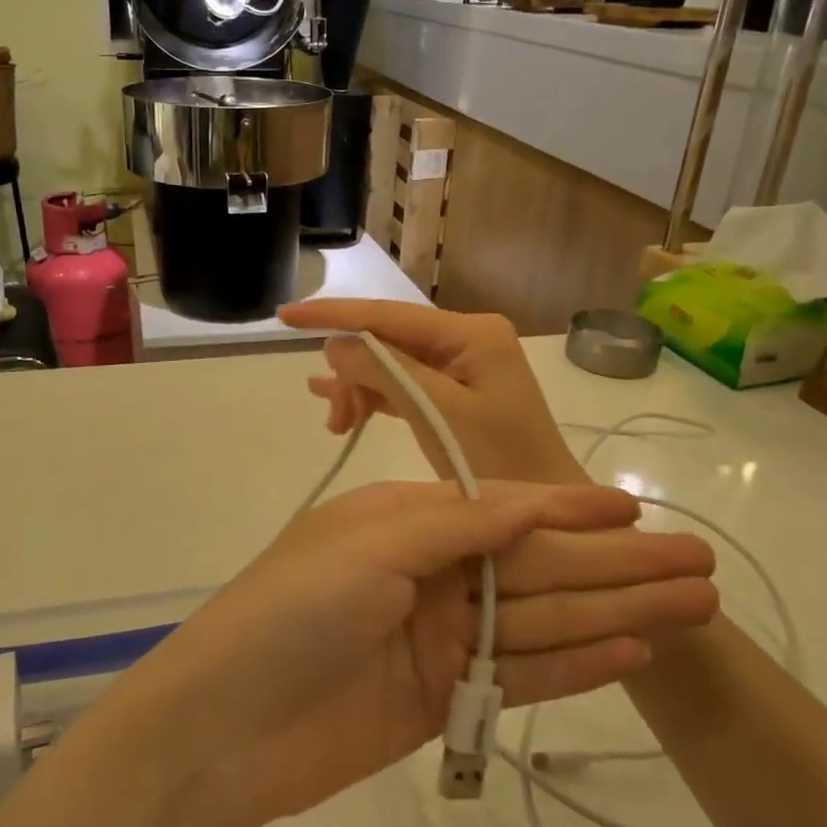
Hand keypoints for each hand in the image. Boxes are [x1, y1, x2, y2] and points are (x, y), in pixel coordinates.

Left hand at [112, 478, 716, 823]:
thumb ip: (456, 526)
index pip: (503, 508)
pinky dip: (575, 665)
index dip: (569, 508)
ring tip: (690, 608)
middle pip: (537, 566)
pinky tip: (632, 653)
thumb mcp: (372, 546)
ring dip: (613, 612)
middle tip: (698, 565)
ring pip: (542, 620)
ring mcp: (440, 639)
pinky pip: (521, 676)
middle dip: (614, 564)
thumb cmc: (294, 610)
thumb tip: (531, 502)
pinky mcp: (445, 698)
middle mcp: (429, 573)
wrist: (228, 725)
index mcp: (405, 522)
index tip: (634, 507)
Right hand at [280, 300, 583, 483]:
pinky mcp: (455, 392)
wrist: (542, 512)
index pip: (388, 314)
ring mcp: (461, 366)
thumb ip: (386, 372)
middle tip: (334, 418)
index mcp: (471, 333)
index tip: (284, 316)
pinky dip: (373, 396)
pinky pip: (403, 385)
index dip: (333, 314)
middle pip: (387, 341)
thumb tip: (335, 344)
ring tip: (337, 424)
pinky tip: (338, 406)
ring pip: (390, 365)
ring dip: (359, 389)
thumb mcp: (438, 415)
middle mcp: (466, 339)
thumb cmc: (499, 463)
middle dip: (352, 371)